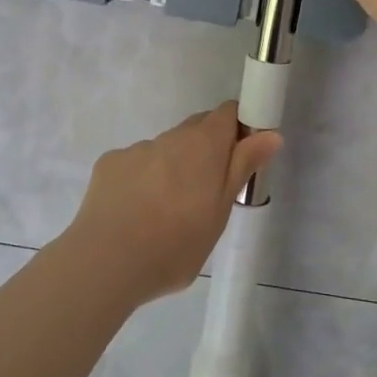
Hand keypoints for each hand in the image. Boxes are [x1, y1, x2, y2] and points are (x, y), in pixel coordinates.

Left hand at [66, 103, 280, 302]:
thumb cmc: (175, 245)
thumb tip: (271, 134)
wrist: (106, 263)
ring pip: (164, 149)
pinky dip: (141, 180)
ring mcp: (136, 149)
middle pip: (195, 129)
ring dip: (172, 168)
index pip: (227, 113)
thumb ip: (242, 167)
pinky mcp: (109, 164)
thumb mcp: (220, 212)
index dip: (237, 129)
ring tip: (165, 212)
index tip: (240, 158)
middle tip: (206, 193)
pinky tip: (134, 212)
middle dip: (205, 151)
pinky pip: (135, 164)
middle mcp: (170, 137)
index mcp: (203, 146)